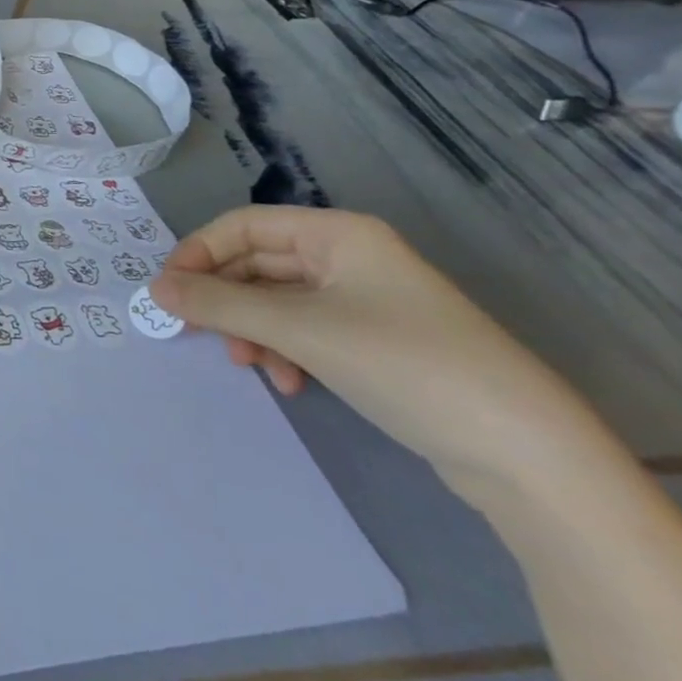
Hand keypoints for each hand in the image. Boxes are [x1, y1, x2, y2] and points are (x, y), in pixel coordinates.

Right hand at [151, 207, 588, 493]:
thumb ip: (219, 305)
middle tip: (195, 333)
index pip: (244, 225)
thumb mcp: (299, 330)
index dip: (199, 253)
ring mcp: (366, 300)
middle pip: (259, 264)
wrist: (526, 454)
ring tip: (249, 366)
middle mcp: (350, 257)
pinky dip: (286, 350)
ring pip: (279, 301)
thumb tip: (154, 290)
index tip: (168, 292)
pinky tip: (289, 382)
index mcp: (337, 234)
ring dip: (253, 330)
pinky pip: (307, 330)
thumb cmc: (403, 364)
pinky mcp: (377, 342)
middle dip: (226, 299)